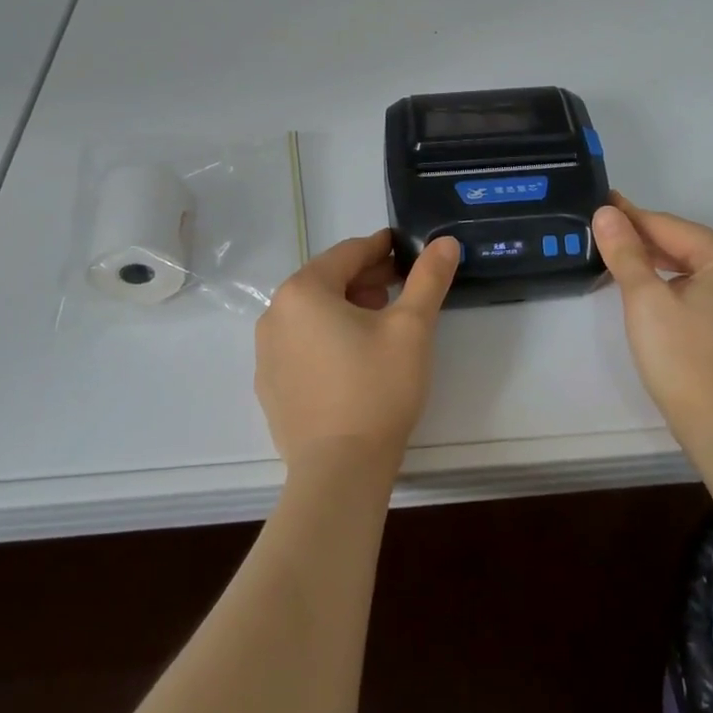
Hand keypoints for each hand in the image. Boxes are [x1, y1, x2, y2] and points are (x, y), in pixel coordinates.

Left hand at [254, 230, 460, 478]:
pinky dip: (327, 339)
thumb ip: (429, 279)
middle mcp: (274, 315)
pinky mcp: (270, 387)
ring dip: (346, 308)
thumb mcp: (412, 328)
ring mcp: (266, 354)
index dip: (381, 248)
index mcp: (303, 291)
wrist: (340, 470)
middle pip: (326, 282)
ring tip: (381, 322)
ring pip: (312, 315)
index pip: (347, 254)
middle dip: (365, 279)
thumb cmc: (377, 388)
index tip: (405, 249)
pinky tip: (353, 359)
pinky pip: (301, 346)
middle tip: (401, 287)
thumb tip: (446, 242)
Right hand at [592, 193, 712, 442]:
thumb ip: (625, 252)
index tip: (600, 202)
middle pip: (686, 244)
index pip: (670, 226)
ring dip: (659, 262)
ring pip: (696, 266)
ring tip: (619, 256)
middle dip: (644, 240)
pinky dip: (678, 283)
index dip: (630, 216)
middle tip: (602, 231)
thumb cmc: (683, 359)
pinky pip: (708, 287)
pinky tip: (652, 286)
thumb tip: (606, 212)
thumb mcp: (645, 300)